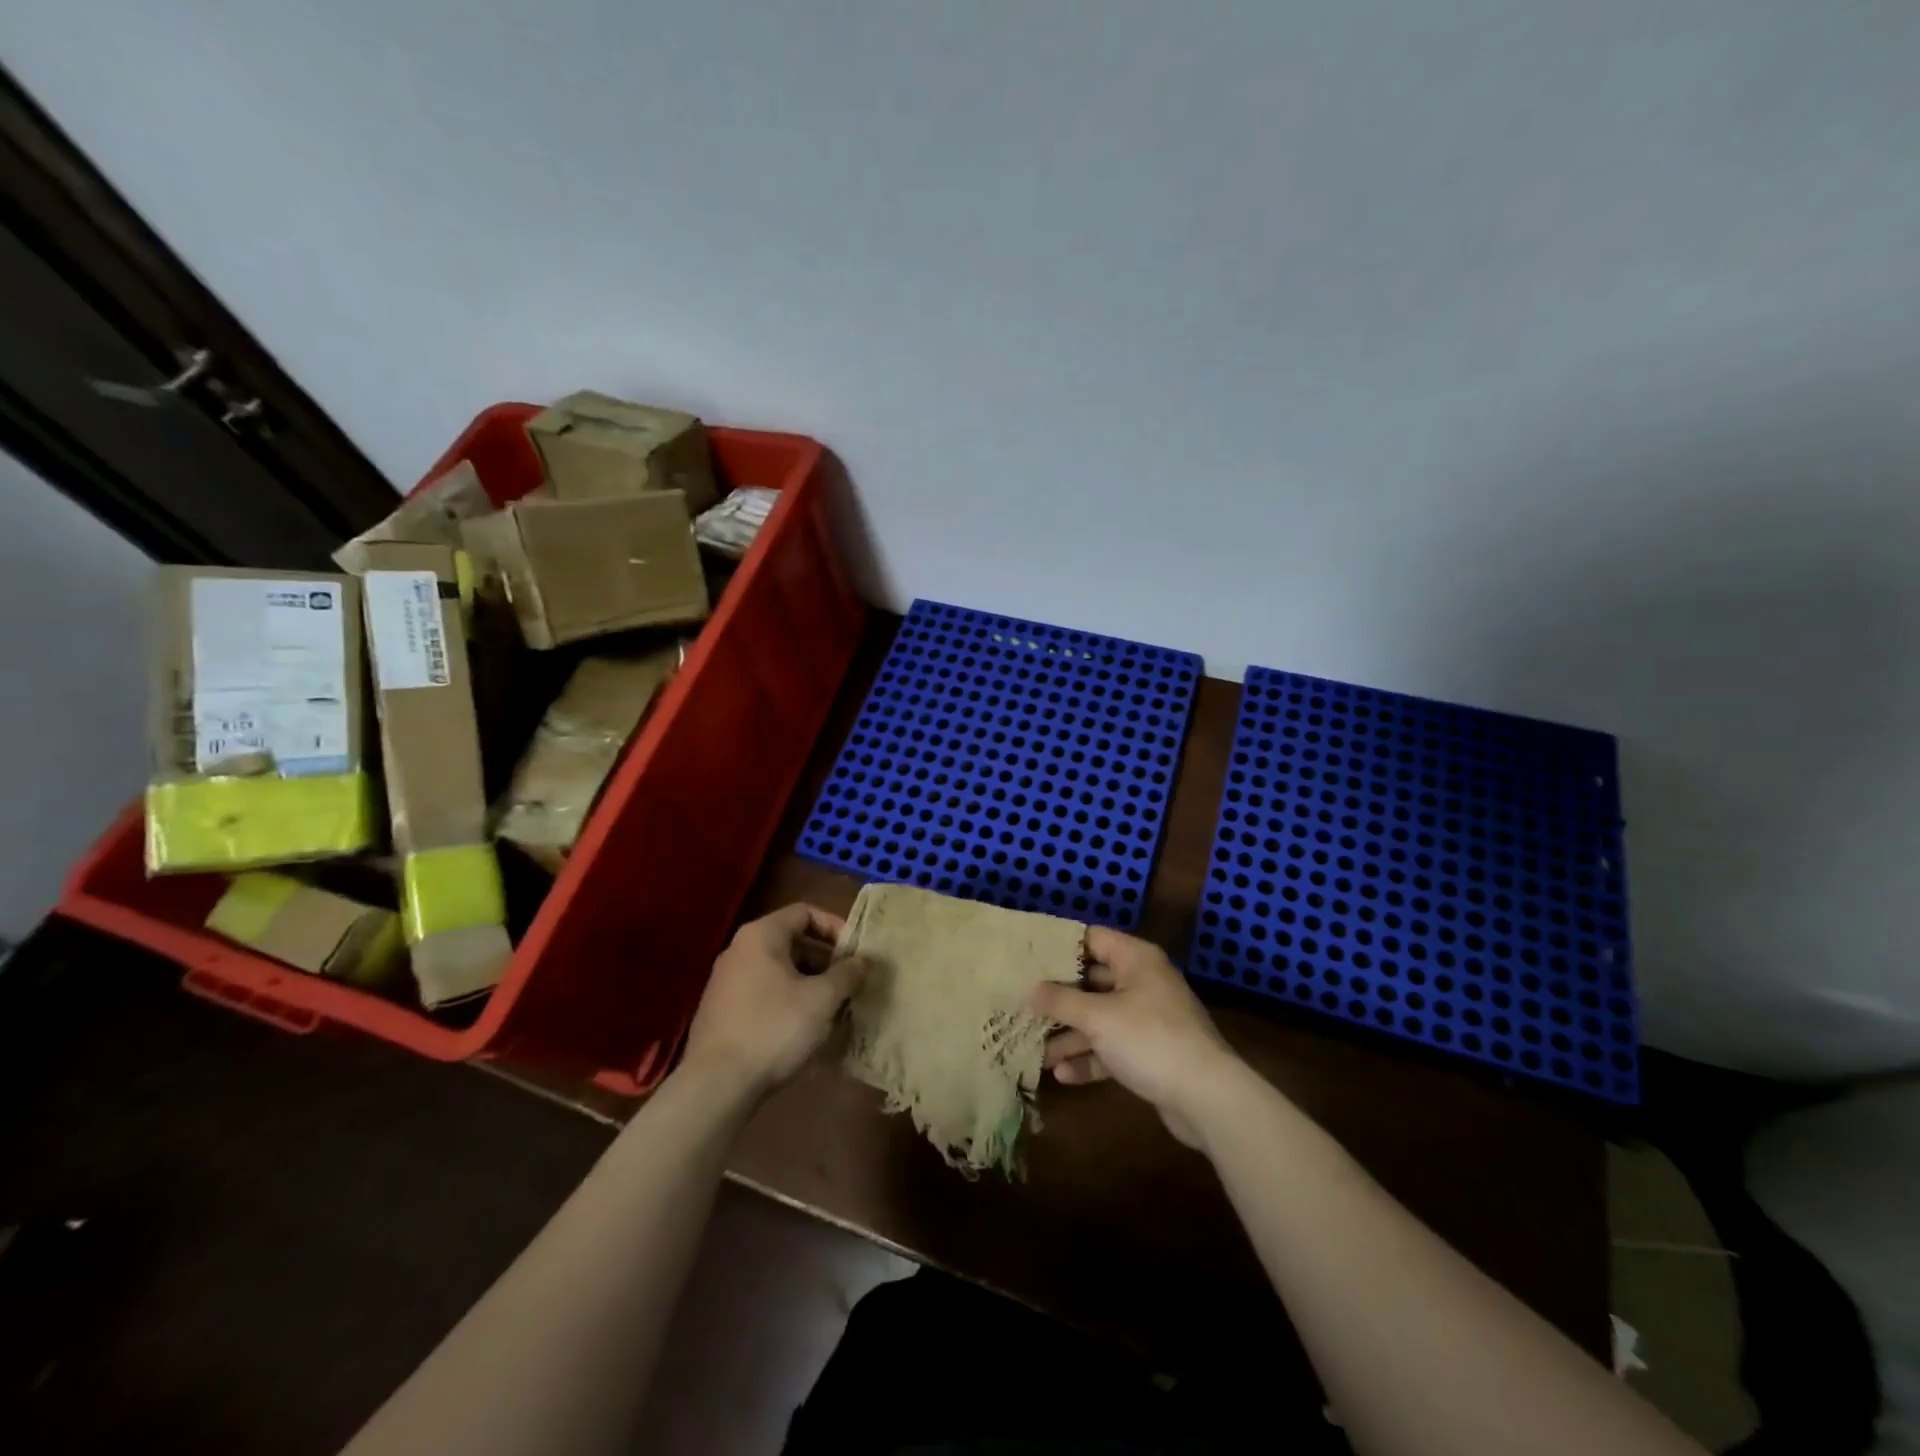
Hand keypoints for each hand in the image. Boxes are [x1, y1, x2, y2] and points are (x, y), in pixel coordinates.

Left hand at [682, 904, 866, 1101]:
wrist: (716, 1085)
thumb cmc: (774, 1028)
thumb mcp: (822, 999)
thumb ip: (848, 973)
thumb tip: (865, 960)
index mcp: (761, 935)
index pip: (805, 912)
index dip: (835, 926)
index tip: (855, 952)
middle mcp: (739, 950)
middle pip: (792, 940)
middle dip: (826, 959)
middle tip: (850, 982)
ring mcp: (726, 981)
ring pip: (779, 969)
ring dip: (810, 982)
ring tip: (834, 1007)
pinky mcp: (722, 1011)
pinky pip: (764, 992)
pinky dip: (788, 1000)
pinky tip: (805, 1027)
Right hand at [1034, 927, 1242, 1149]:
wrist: (1208, 1097)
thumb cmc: (1149, 1040)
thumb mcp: (1098, 1017)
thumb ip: (1061, 1000)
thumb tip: (1032, 989)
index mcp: (1135, 959)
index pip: (1091, 938)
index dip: (1060, 945)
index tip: (1026, 955)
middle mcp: (1142, 982)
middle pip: (1092, 981)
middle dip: (1058, 997)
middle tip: (1022, 1002)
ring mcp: (1148, 1018)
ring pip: (1100, 1018)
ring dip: (1070, 1034)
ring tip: (1035, 1049)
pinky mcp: (1151, 1052)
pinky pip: (1112, 1047)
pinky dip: (1090, 1058)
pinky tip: (1063, 1075)